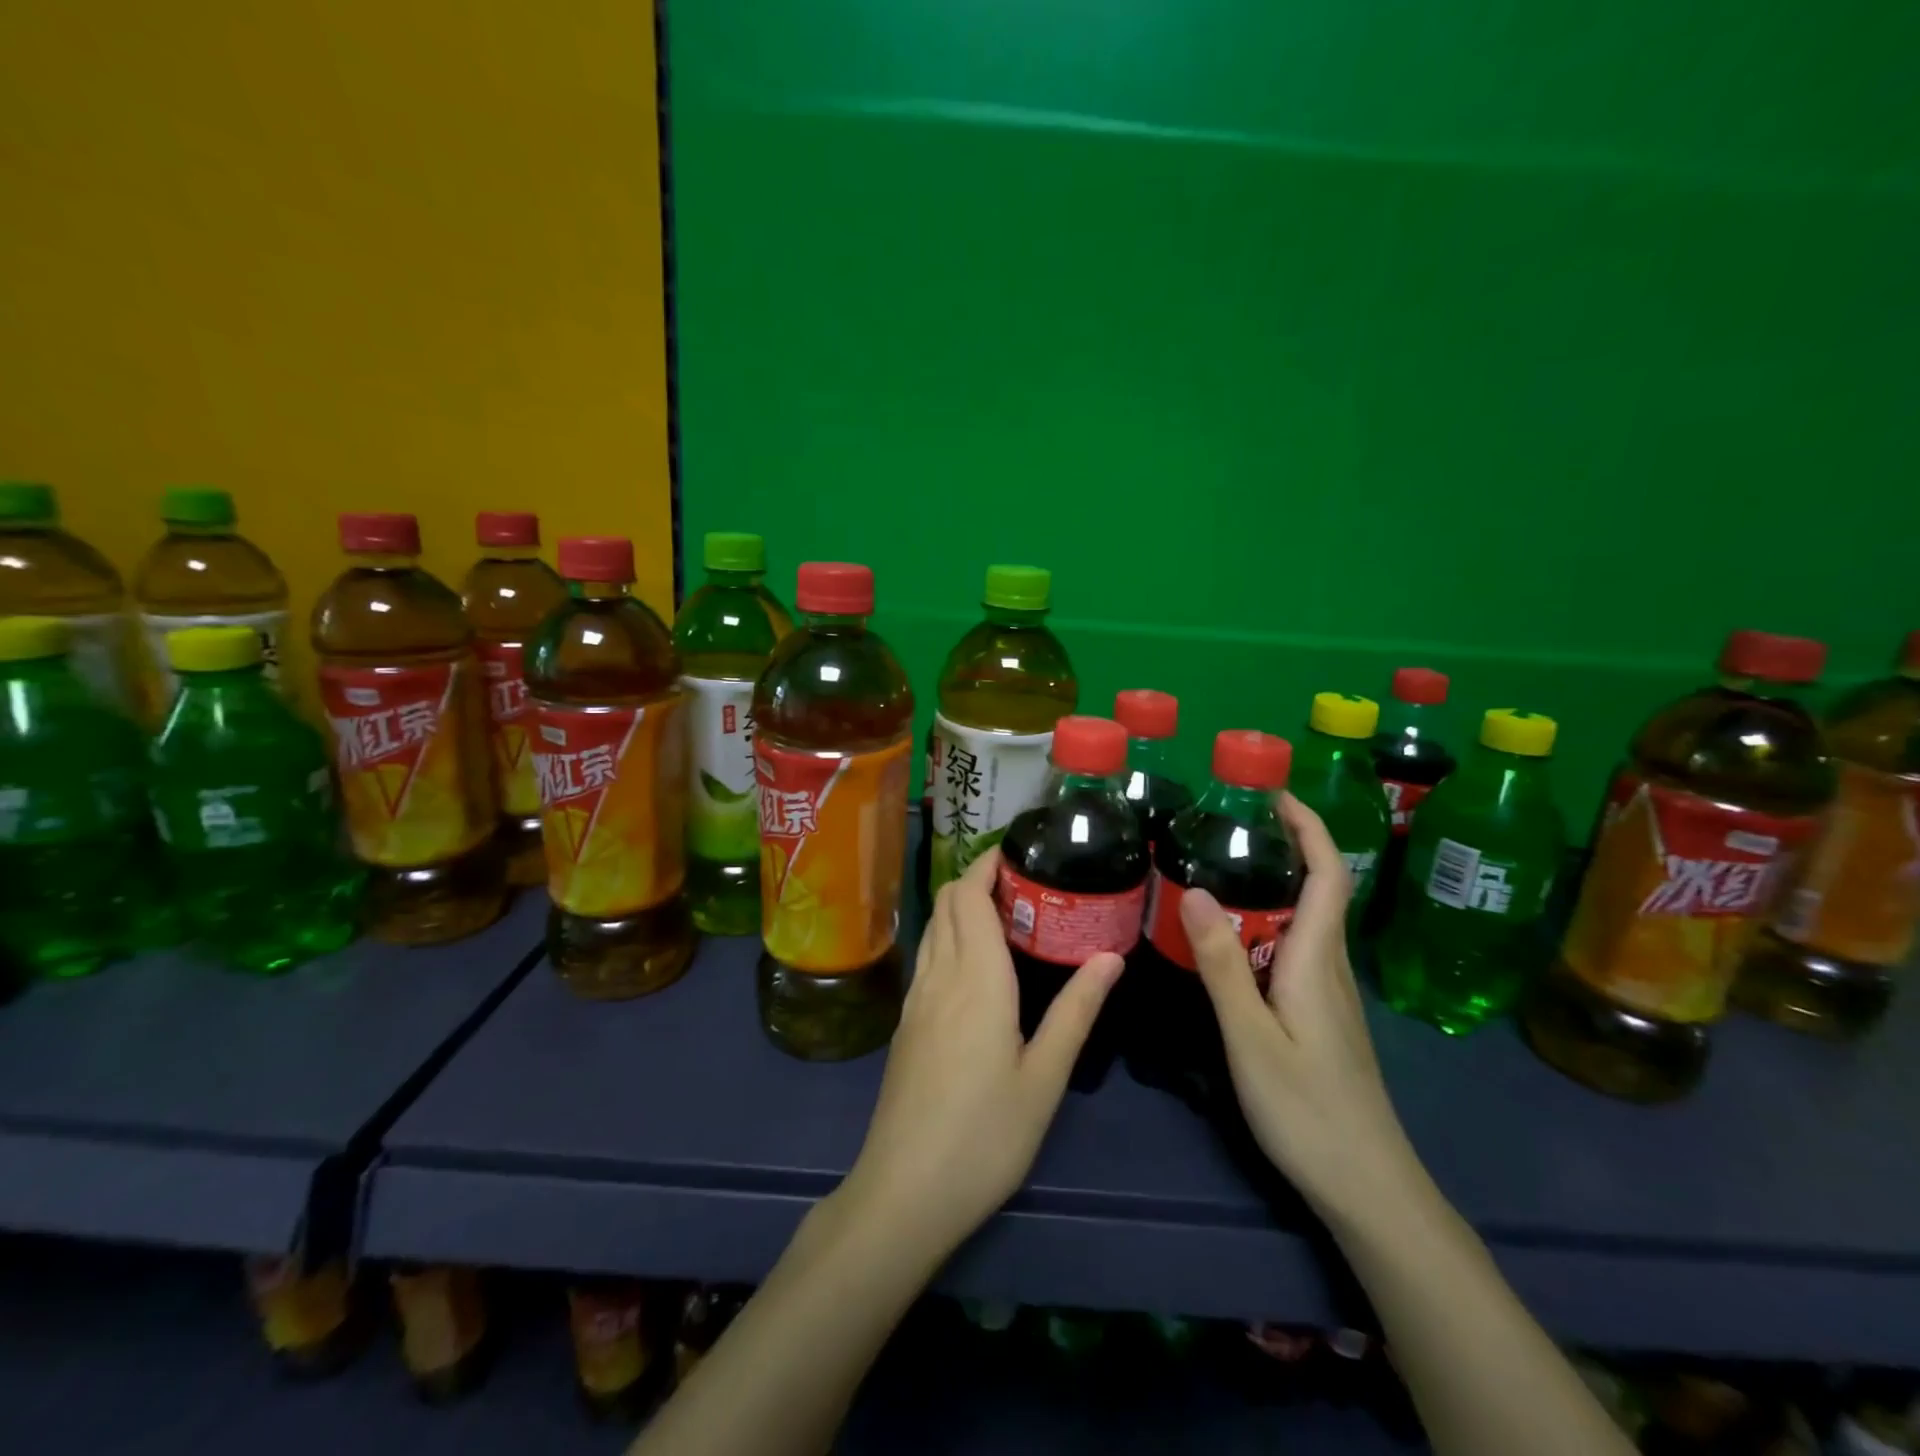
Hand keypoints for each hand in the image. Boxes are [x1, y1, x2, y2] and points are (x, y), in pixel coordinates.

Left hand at [838, 847, 1124, 1264]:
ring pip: (933, 928)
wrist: (905, 1191)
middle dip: (977, 878)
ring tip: (1004, 913)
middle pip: (947, 903)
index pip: (970, 896)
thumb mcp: (1045, 1077)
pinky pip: (927, 957)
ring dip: (960, 906)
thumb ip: (1076, 1011)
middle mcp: (940, 976)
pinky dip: (948, 937)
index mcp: (976, 978)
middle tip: (1023, 882)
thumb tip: (1110, 956)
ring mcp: (915, 1000)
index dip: (987, 865)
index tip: (1018, 852)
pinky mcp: (905, 1025)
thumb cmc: (986, 1135)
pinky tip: (974, 963)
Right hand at [1180, 792, 1426, 1226]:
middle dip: (1282, 845)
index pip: (1328, 874)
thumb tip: (1195, 889)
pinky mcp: (1320, 1014)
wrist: (1367, 1187)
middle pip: (1317, 889)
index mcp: (1317, 960)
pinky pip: (1293, 949)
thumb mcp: (1251, 1036)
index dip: (1309, 827)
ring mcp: (1327, 993)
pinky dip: (1266, 923)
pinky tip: (1231, 939)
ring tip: (1217, 870)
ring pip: (1303, 920)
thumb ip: (1221, 964)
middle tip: (1223, 826)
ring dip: (1271, 884)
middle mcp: (1329, 966)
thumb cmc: (1308, 1110)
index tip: (1273, 793)